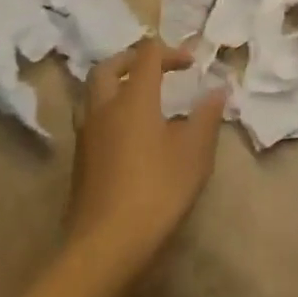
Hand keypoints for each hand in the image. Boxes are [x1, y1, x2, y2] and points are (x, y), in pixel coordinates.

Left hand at [67, 38, 225, 271]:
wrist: (105, 245)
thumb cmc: (157, 191)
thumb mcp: (194, 153)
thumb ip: (206, 117)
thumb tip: (217, 90)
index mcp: (134, 98)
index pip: (147, 56)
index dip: (170, 52)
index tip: (191, 64)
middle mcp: (104, 108)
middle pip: (110, 67)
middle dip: (133, 59)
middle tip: (156, 67)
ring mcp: (87, 134)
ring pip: (94, 92)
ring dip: (116, 84)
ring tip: (141, 97)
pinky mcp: (80, 160)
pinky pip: (92, 118)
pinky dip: (110, 110)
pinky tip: (129, 133)